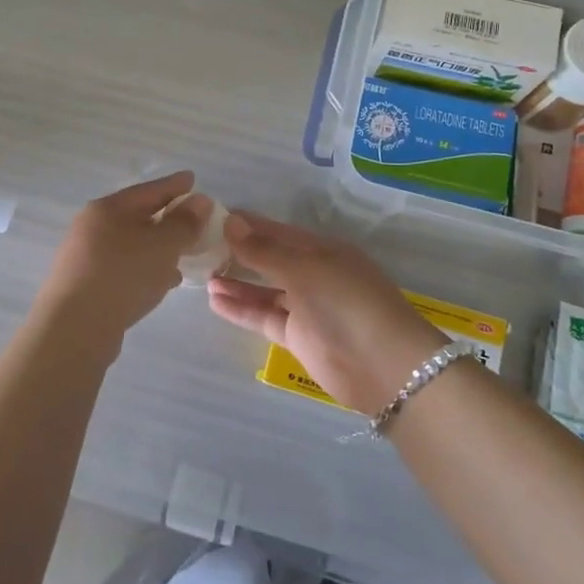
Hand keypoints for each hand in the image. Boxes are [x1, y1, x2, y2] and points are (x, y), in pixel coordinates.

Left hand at [30, 171, 210, 356]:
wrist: (75, 328)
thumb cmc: (123, 275)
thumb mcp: (163, 245)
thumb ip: (184, 223)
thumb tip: (199, 201)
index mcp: (109, 208)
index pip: (149, 190)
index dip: (174, 185)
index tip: (192, 179)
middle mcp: (92, 226)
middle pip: (137, 215)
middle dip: (166, 217)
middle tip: (192, 219)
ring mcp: (85, 256)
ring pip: (131, 244)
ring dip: (157, 247)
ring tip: (183, 254)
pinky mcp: (86, 283)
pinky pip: (124, 266)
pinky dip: (145, 267)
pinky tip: (162, 281)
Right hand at [208, 212, 443, 413]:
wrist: (384, 366)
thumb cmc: (345, 303)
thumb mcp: (303, 269)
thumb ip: (264, 250)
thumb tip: (231, 222)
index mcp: (322, 250)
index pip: (278, 231)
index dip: (248, 224)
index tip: (213, 217)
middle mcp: (314, 274)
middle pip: (271, 259)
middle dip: (239, 253)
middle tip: (200, 247)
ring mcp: (307, 307)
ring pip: (265, 290)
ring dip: (236, 283)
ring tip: (202, 276)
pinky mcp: (299, 337)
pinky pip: (265, 317)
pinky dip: (241, 309)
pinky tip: (214, 301)